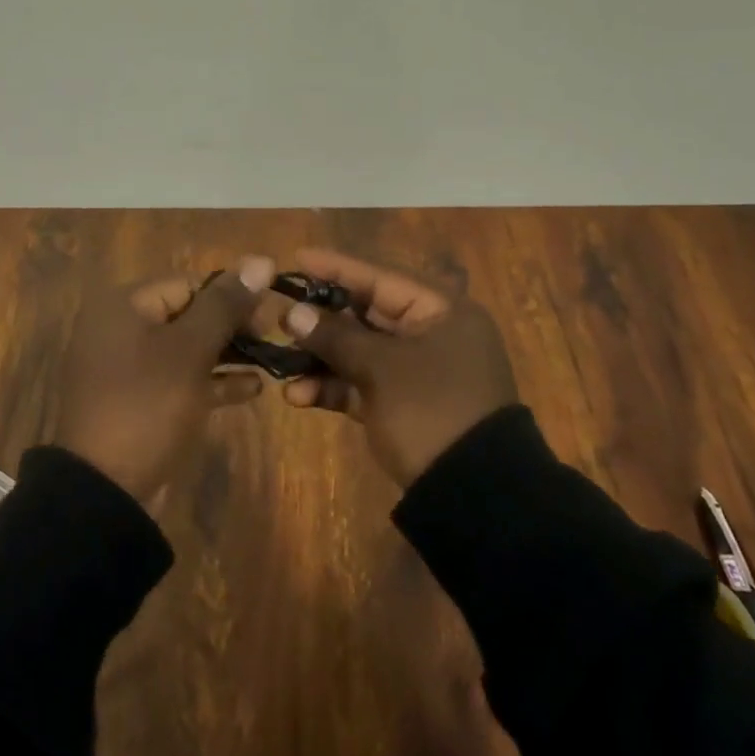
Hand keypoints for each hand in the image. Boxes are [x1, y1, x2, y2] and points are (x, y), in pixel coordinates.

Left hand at [55, 256, 274, 499]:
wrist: (105, 491)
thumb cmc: (147, 404)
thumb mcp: (190, 350)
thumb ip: (224, 305)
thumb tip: (260, 261)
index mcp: (123, 306)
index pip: (186, 284)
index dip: (229, 295)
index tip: (267, 314)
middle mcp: (121, 329)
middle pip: (186, 314)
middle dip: (230, 325)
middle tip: (271, 337)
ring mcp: (128, 369)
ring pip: (186, 349)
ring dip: (226, 352)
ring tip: (269, 359)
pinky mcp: (138, 403)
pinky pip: (180, 380)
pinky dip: (212, 381)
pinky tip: (251, 388)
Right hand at [277, 249, 517, 485]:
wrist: (474, 497)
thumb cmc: (431, 410)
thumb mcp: (381, 368)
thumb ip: (335, 336)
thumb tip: (292, 313)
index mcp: (442, 311)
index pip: (381, 277)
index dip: (337, 267)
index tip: (296, 258)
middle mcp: (432, 334)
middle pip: (367, 314)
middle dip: (321, 319)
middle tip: (280, 315)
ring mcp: (418, 372)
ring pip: (360, 351)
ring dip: (321, 358)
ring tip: (282, 363)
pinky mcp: (404, 405)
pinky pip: (362, 384)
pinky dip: (333, 387)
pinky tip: (299, 396)